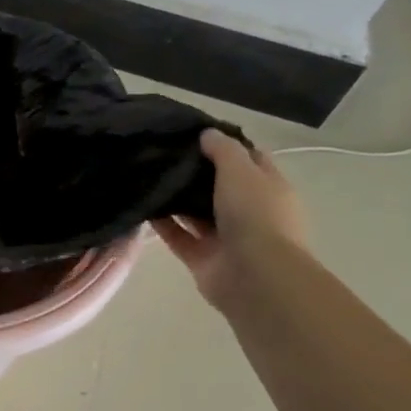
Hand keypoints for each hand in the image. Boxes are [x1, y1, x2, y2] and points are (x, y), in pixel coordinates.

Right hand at [154, 129, 308, 310]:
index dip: (226, 145)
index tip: (195, 133)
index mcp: (269, 189)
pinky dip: (162, 224)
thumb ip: (223, 149)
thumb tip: (206, 134)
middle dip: (195, 172)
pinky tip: (142, 205)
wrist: (255, 277)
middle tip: (163, 152)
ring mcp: (226, 238)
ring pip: (196, 213)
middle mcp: (250, 212)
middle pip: (220, 186)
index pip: (250, 159)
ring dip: (176, 199)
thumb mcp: (241, 170)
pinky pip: (178, 236)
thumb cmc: (255, 215)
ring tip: (146, 175)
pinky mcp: (203, 259)